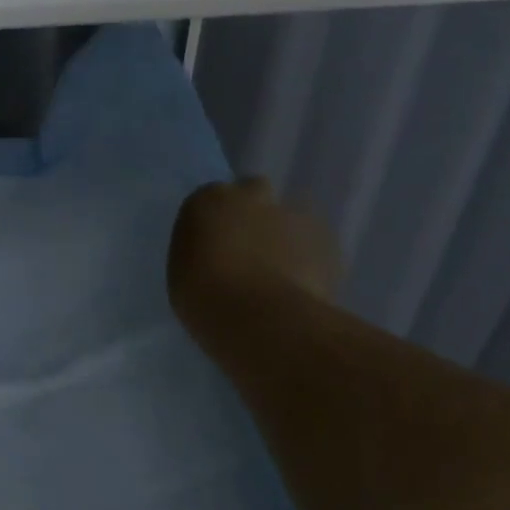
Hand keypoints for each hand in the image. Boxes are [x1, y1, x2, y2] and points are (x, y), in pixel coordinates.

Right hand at [167, 180, 339, 335]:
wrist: (259, 318)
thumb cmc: (202, 297)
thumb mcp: (183, 272)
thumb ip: (202, 253)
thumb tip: (217, 257)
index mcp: (208, 200)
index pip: (214, 198)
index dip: (218, 220)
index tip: (217, 245)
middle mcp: (250, 196)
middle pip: (255, 191)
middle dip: (255, 213)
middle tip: (249, 250)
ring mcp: (292, 215)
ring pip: (289, 219)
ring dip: (284, 238)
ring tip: (279, 277)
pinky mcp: (326, 240)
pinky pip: (316, 246)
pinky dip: (310, 261)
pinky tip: (302, 289)